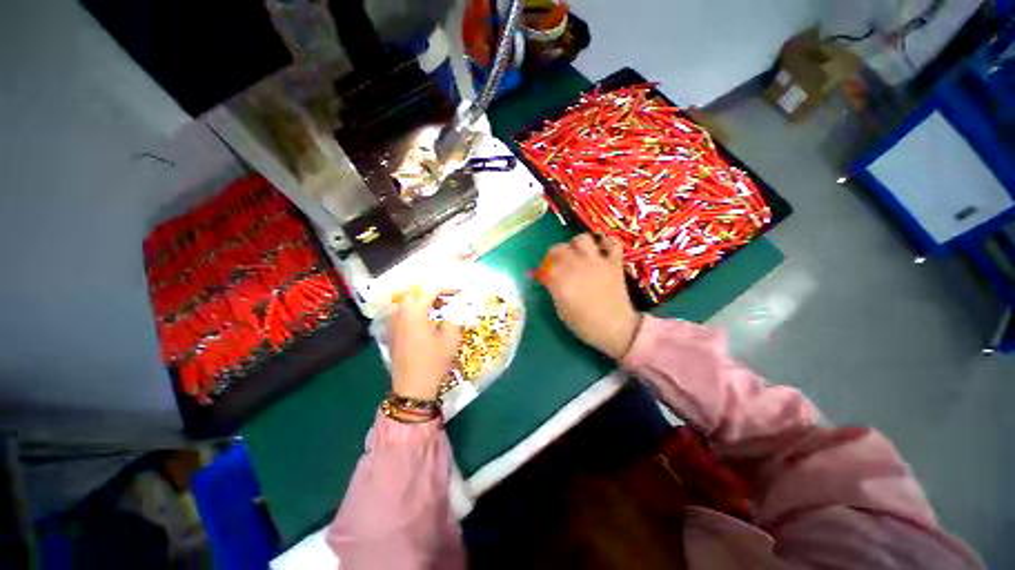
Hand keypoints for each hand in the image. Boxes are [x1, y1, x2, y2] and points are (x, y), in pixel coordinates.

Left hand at [390, 287, 462, 400]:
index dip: (448, 288)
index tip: (460, 292)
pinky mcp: (392, 332)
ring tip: (441, 309)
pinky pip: (405, 313)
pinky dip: (418, 312)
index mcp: (414, 310)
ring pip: (411, 303)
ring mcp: (393, 322)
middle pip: (419, 294)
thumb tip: (459, 306)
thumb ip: (455, 317)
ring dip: (426, 303)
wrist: (412, 387)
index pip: (431, 290)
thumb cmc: (433, 361)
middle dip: (436, 294)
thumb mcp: (451, 338)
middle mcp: (400, 312)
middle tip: (451, 300)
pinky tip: (428, 321)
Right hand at [541, 233, 641, 359]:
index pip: (545, 264)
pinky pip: (611, 243)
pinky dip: (605, 243)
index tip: (544, 272)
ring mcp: (596, 262)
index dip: (543, 267)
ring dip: (576, 244)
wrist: (615, 328)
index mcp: (560, 281)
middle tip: (557, 261)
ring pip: (582, 239)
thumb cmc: (584, 324)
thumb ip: (554, 289)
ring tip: (577, 252)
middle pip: (559, 248)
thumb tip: (550, 278)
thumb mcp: (561, 310)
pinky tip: (600, 249)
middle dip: (554, 254)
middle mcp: (576, 266)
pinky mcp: (613, 262)